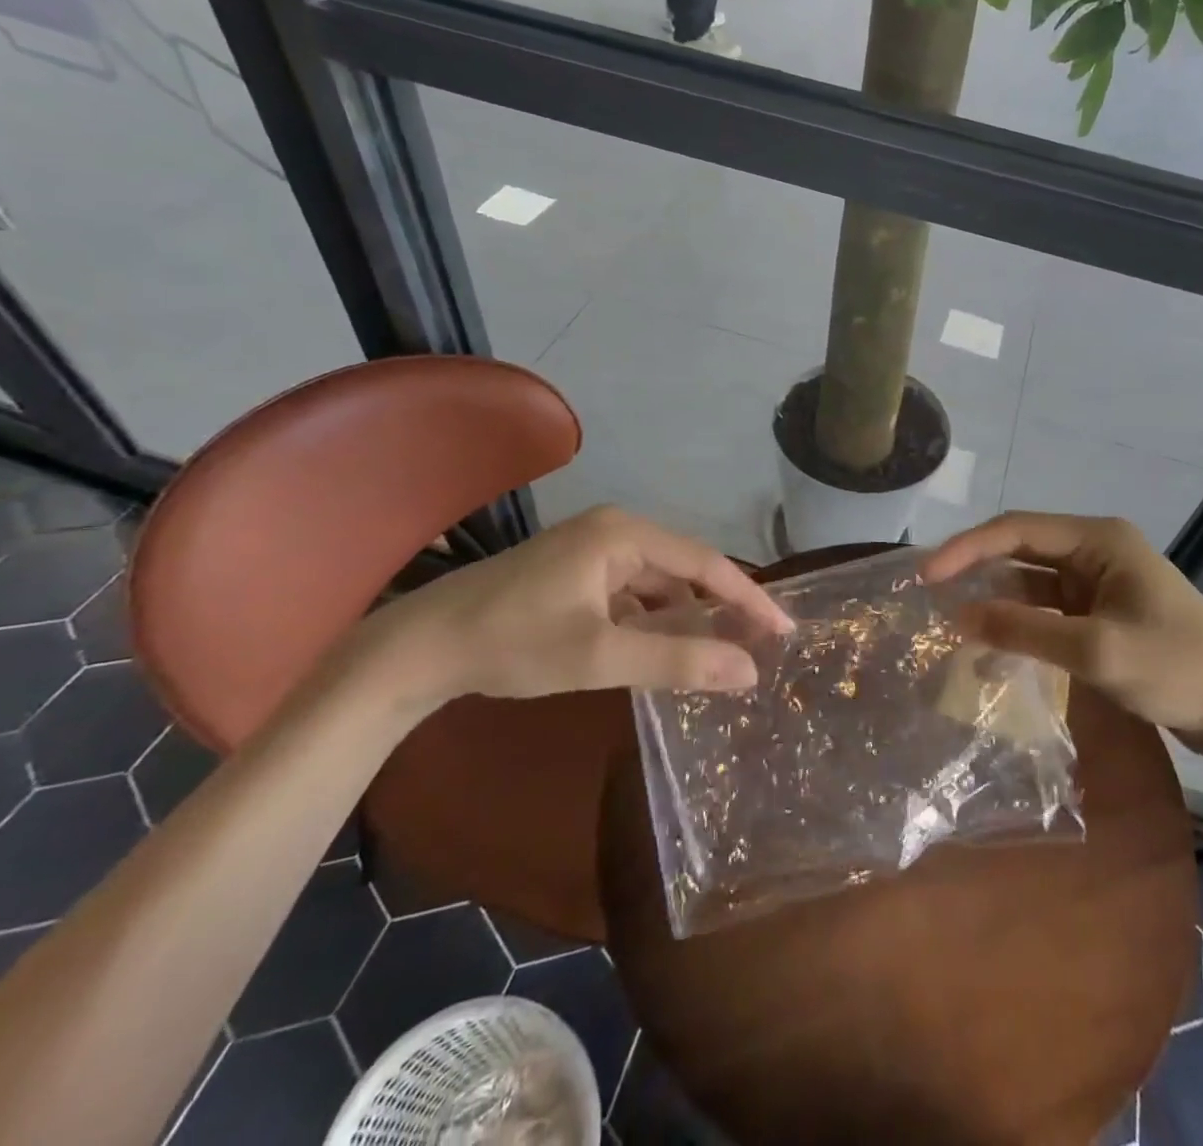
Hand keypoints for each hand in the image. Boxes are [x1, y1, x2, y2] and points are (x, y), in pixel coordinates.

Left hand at [351, 507, 790, 708]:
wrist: (419, 648)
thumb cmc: (512, 642)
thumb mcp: (600, 655)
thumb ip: (677, 660)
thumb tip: (750, 671)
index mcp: (624, 534)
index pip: (705, 563)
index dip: (749, 597)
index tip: (784, 630)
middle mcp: (614, 532)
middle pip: (684, 570)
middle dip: (719, 608)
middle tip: (757, 646)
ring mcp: (591, 552)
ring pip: (656, 586)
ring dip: (684, 618)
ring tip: (717, 653)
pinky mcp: (574, 575)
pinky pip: (631, 596)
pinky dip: (651, 622)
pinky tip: (660, 649)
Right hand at [923, 512, 1202, 755]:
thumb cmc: (1177, 667)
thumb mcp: (1096, 650)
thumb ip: (1024, 630)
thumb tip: (958, 617)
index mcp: (1097, 539)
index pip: (1015, 530)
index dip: (966, 549)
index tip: (926, 577)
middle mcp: (1094, 551)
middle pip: (1019, 552)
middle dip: (975, 572)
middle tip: (929, 598)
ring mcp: (1098, 584)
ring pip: (1030, 584)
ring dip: (995, 603)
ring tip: (951, 626)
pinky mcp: (1101, 615)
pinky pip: (1047, 612)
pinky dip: (1019, 627)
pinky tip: (992, 650)